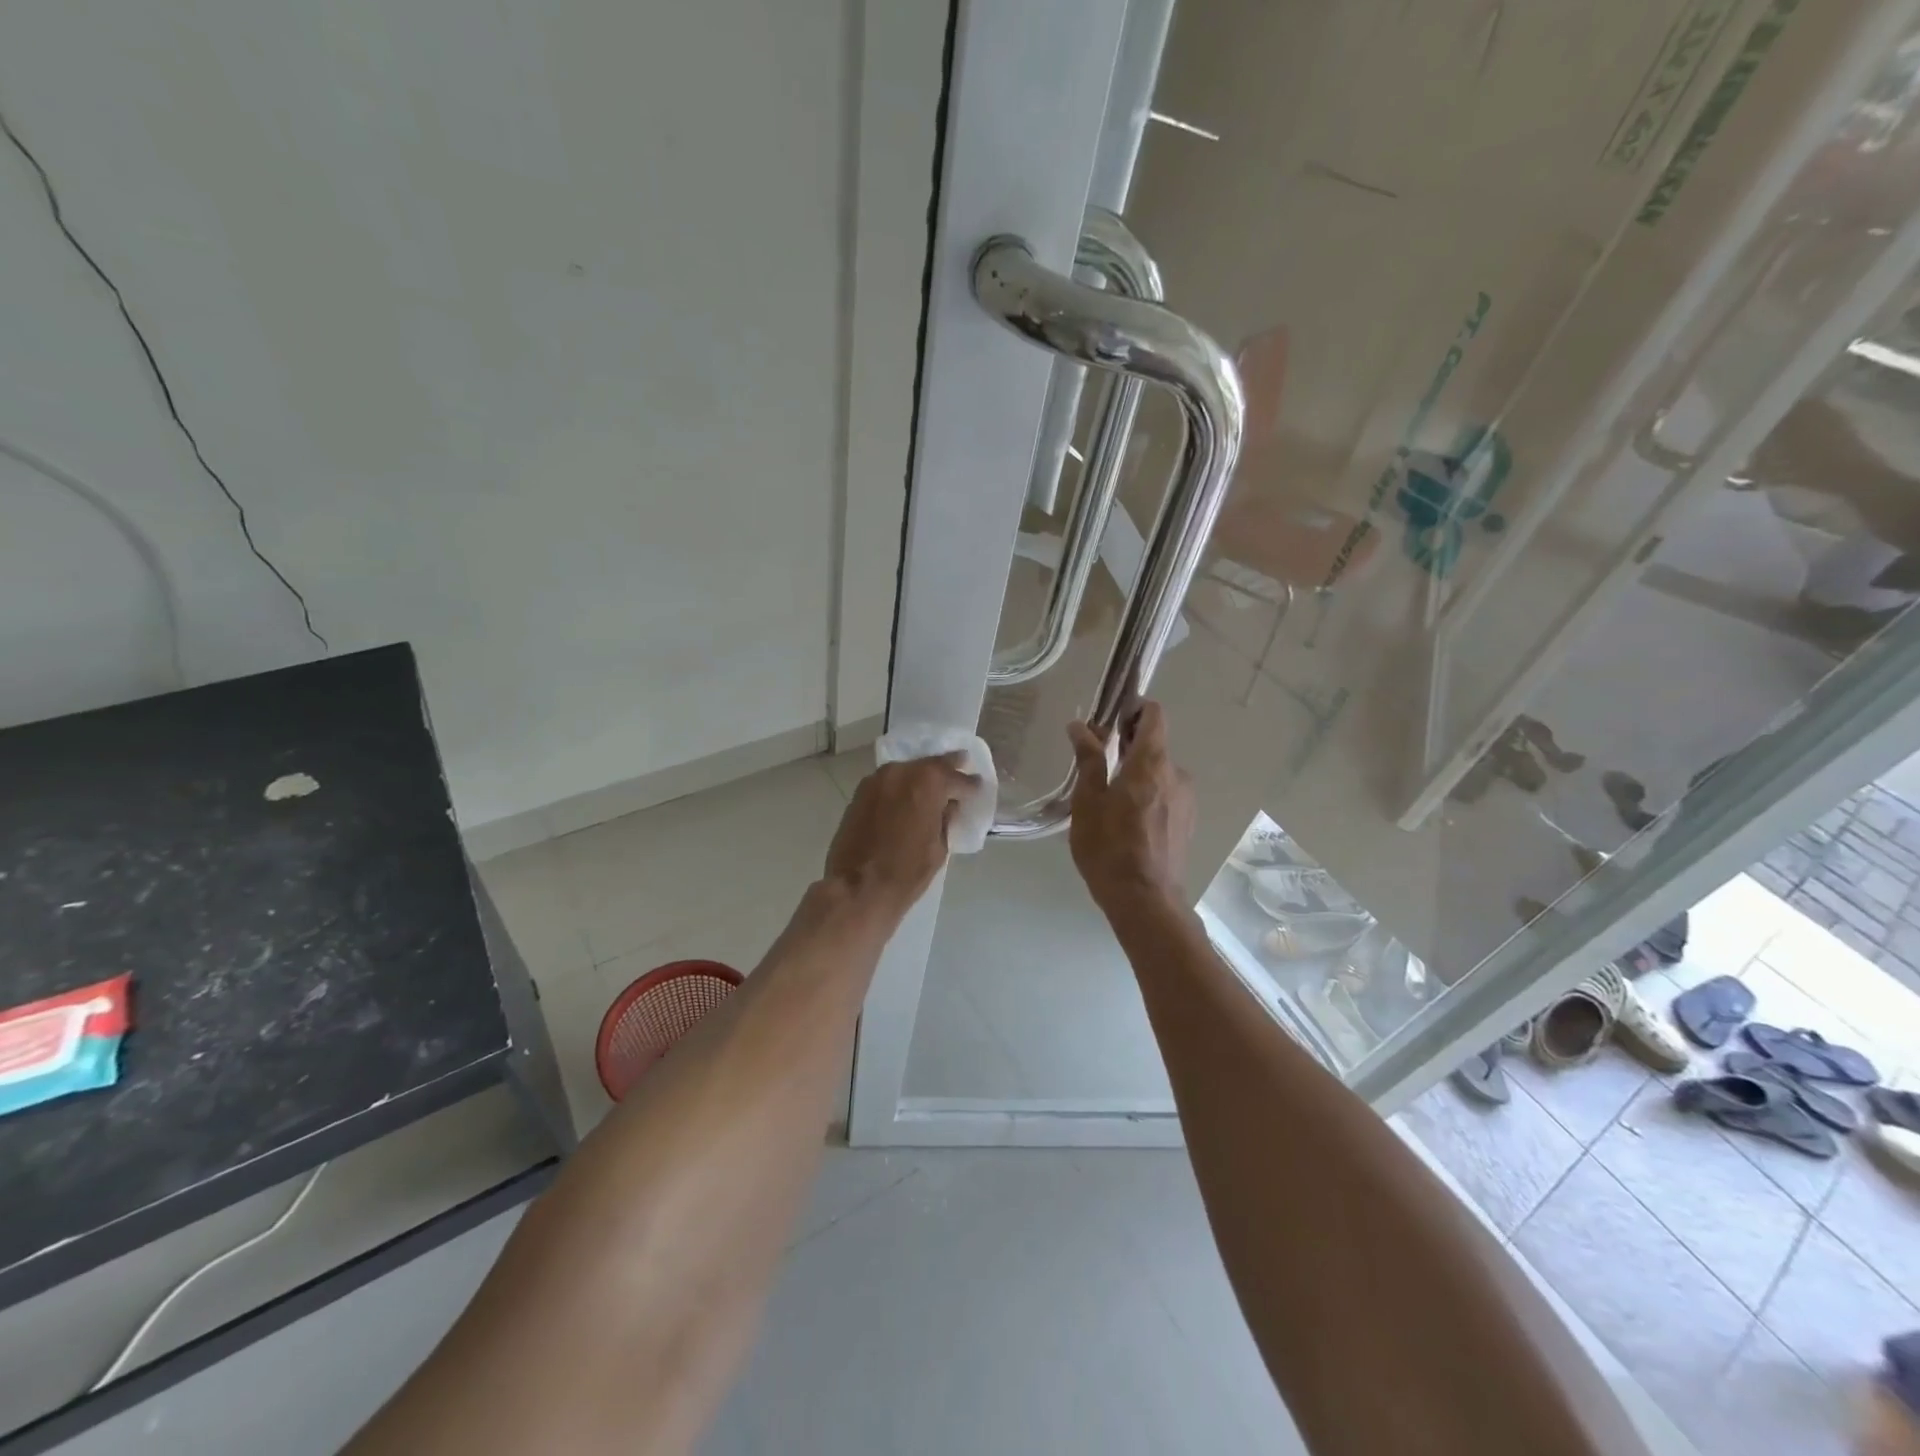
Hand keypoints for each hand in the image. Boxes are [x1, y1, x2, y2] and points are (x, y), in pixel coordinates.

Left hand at [824, 754, 977, 919]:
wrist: (856, 888)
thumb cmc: (906, 872)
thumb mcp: (939, 847)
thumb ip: (946, 819)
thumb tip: (948, 806)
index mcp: (928, 782)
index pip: (957, 778)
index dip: (970, 785)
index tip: (978, 786)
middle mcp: (902, 771)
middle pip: (930, 765)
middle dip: (947, 769)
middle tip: (962, 767)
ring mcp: (877, 779)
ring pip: (908, 771)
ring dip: (922, 776)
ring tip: (935, 786)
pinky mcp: (860, 793)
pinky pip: (889, 783)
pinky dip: (902, 787)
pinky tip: (909, 798)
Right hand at [1066, 701, 1194, 914]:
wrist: (1145, 901)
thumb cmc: (1109, 847)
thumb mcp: (1088, 801)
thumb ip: (1088, 759)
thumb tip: (1079, 726)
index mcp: (1152, 763)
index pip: (1154, 715)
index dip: (1133, 709)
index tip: (1109, 720)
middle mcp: (1177, 774)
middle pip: (1154, 744)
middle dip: (1127, 744)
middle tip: (1096, 760)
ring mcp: (1186, 799)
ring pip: (1159, 772)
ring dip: (1137, 772)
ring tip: (1108, 796)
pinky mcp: (1187, 821)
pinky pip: (1166, 794)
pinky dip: (1148, 794)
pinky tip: (1127, 819)